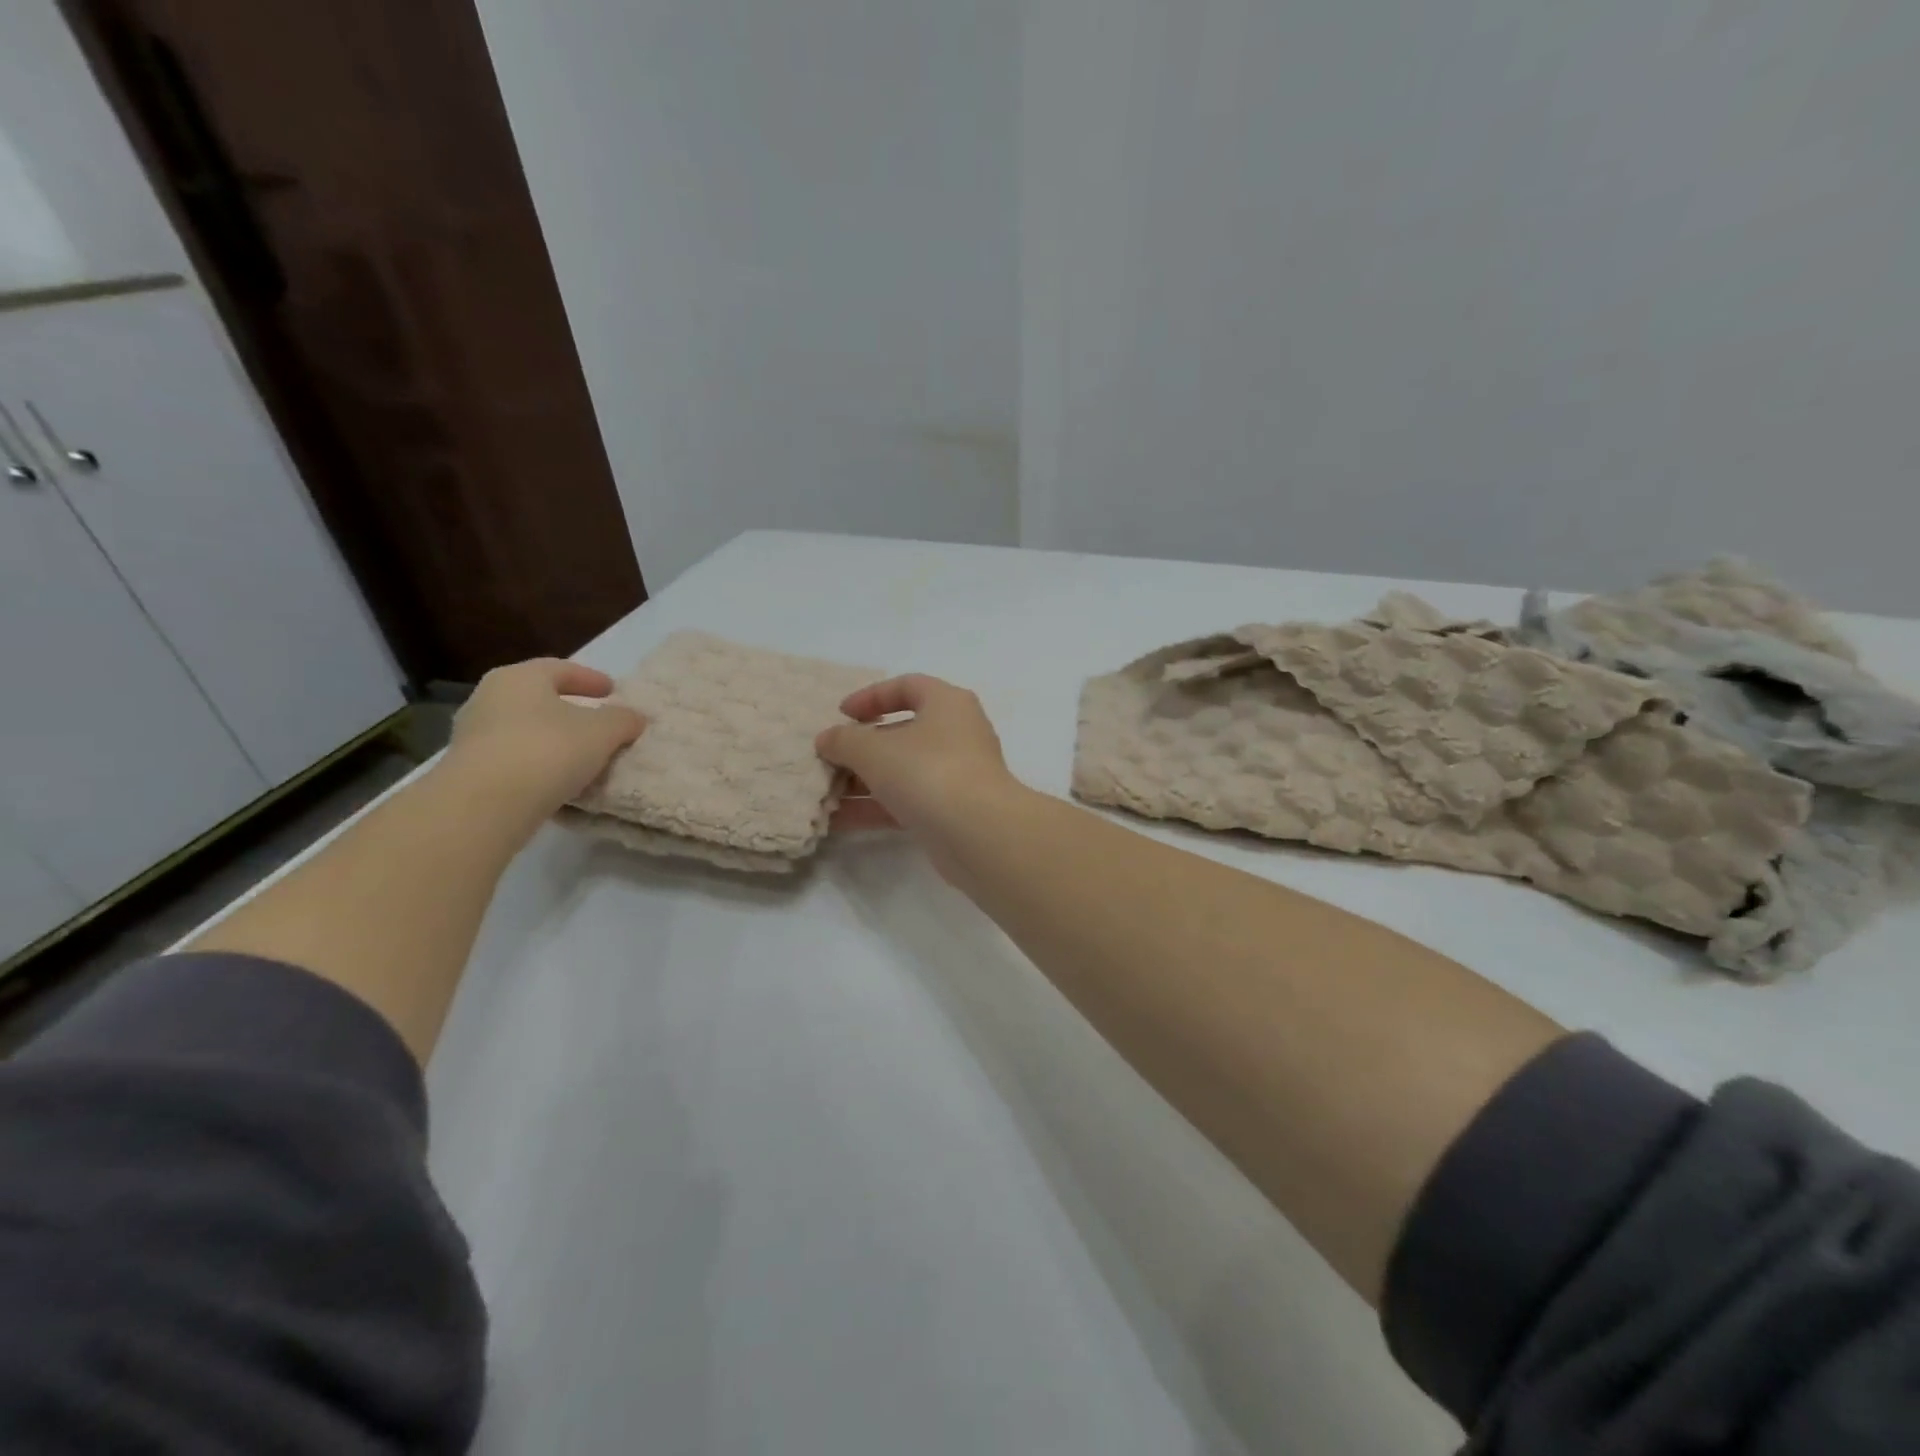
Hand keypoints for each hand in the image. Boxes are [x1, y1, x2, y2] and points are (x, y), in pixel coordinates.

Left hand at [443, 658, 644, 829]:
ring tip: (580, 756)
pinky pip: (512, 759)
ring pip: (523, 729)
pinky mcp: (467, 770)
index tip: (612, 691)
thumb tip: (634, 717)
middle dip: (568, 709)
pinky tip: (556, 780)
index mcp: (519, 677)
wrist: (484, 804)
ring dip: (551, 739)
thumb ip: (622, 720)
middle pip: (537, 698)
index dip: (590, 678)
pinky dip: (536, 764)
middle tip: (596, 722)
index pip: (559, 669)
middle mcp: (489, 698)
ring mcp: (472, 735)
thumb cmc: (548, 750)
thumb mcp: (602, 732)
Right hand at [816, 675, 1018, 838]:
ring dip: (863, 781)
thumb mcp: (875, 750)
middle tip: (829, 759)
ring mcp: (956, 775)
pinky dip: (875, 808)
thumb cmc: (928, 771)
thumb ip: (844, 740)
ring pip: (903, 771)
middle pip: (903, 732)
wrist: (979, 834)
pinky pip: (907, 803)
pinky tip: (838, 821)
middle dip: (862, 747)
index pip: (908, 686)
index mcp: (947, 704)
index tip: (841, 714)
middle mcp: (957, 734)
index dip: (872, 696)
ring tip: (824, 793)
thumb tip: (827, 740)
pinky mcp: (951, 812)